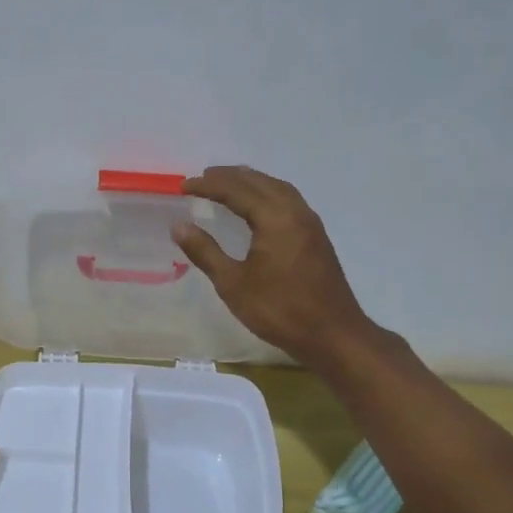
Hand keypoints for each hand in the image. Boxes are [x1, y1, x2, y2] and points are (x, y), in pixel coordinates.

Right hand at [172, 165, 375, 366]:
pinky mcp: (316, 236)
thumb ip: (205, 252)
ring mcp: (310, 223)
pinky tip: (258, 206)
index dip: (207, 185)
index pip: (235, 190)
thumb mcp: (233, 284)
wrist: (333, 335)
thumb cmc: (280, 310)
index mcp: (274, 218)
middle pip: (259, 181)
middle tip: (202, 178)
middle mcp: (295, 211)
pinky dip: (267, 193)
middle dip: (229, 177)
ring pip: (277, 188)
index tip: (183, 186)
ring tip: (228, 184)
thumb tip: (179, 226)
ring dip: (251, 181)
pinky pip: (288, 200)